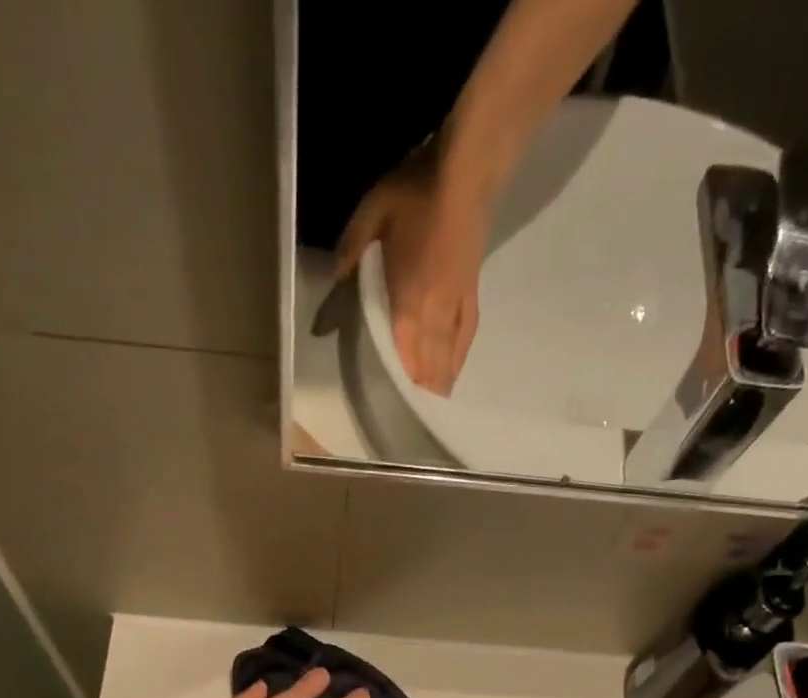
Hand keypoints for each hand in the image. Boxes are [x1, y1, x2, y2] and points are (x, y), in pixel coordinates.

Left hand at [337, 150, 489, 396]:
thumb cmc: (416, 192)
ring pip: (447, 353)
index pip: (405, 352)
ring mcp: (455, 303)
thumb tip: (337, 281)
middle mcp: (434, 311)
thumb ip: (352, 251)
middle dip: (422, 388)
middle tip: (416, 414)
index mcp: (408, 298)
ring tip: (434, 403)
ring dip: (440, 379)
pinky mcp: (470, 293)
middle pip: (429, 361)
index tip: (401, 405)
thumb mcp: (372, 214)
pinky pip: (464, 334)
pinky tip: (454, 370)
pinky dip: (458, 357)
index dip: (404, 380)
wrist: (466, 172)